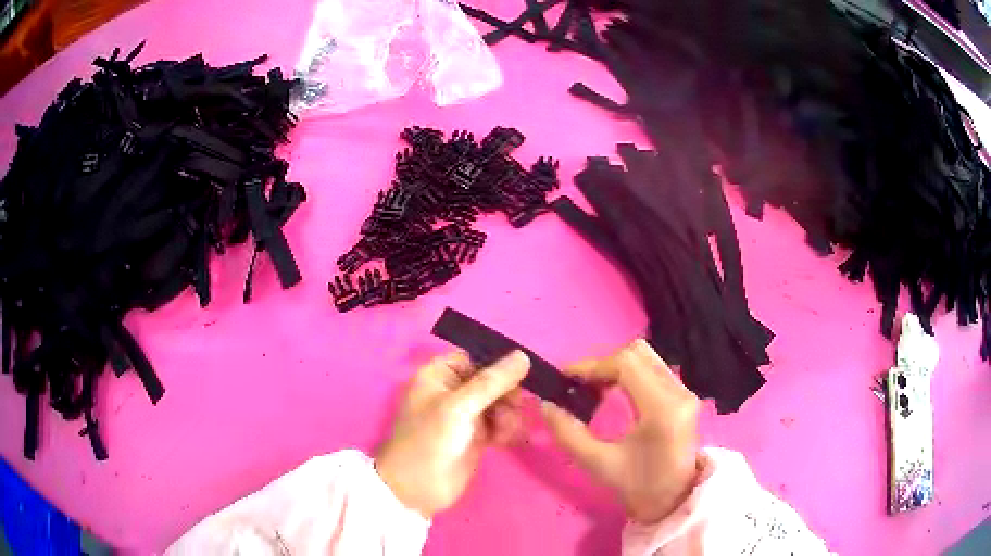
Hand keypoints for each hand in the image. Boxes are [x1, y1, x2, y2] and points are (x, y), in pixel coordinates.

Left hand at [376, 350, 529, 518]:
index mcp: (438, 375)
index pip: (475, 358)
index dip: (498, 364)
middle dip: (507, 394)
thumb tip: (523, 356)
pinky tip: (507, 440)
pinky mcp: (476, 436)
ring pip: (499, 403)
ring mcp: (465, 415)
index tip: (523, 373)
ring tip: (506, 431)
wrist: (418, 489)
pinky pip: (500, 423)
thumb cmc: (430, 441)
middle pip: (491, 381)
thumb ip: (492, 382)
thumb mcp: (458, 407)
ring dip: (509, 414)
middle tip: (516, 407)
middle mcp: (452, 391)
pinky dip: (507, 429)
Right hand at [541, 339, 700, 523]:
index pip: (626, 363)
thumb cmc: (639, 487)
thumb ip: (568, 434)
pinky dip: (629, 373)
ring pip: (647, 357)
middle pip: (637, 353)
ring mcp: (684, 392)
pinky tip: (613, 393)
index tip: (566, 377)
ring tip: (594, 389)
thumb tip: (545, 405)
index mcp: (662, 408)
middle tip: (580, 385)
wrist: (674, 501)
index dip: (592, 365)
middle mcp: (678, 392)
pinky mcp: (684, 396)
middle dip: (603, 364)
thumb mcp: (598, 464)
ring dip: (617, 366)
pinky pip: (653, 369)